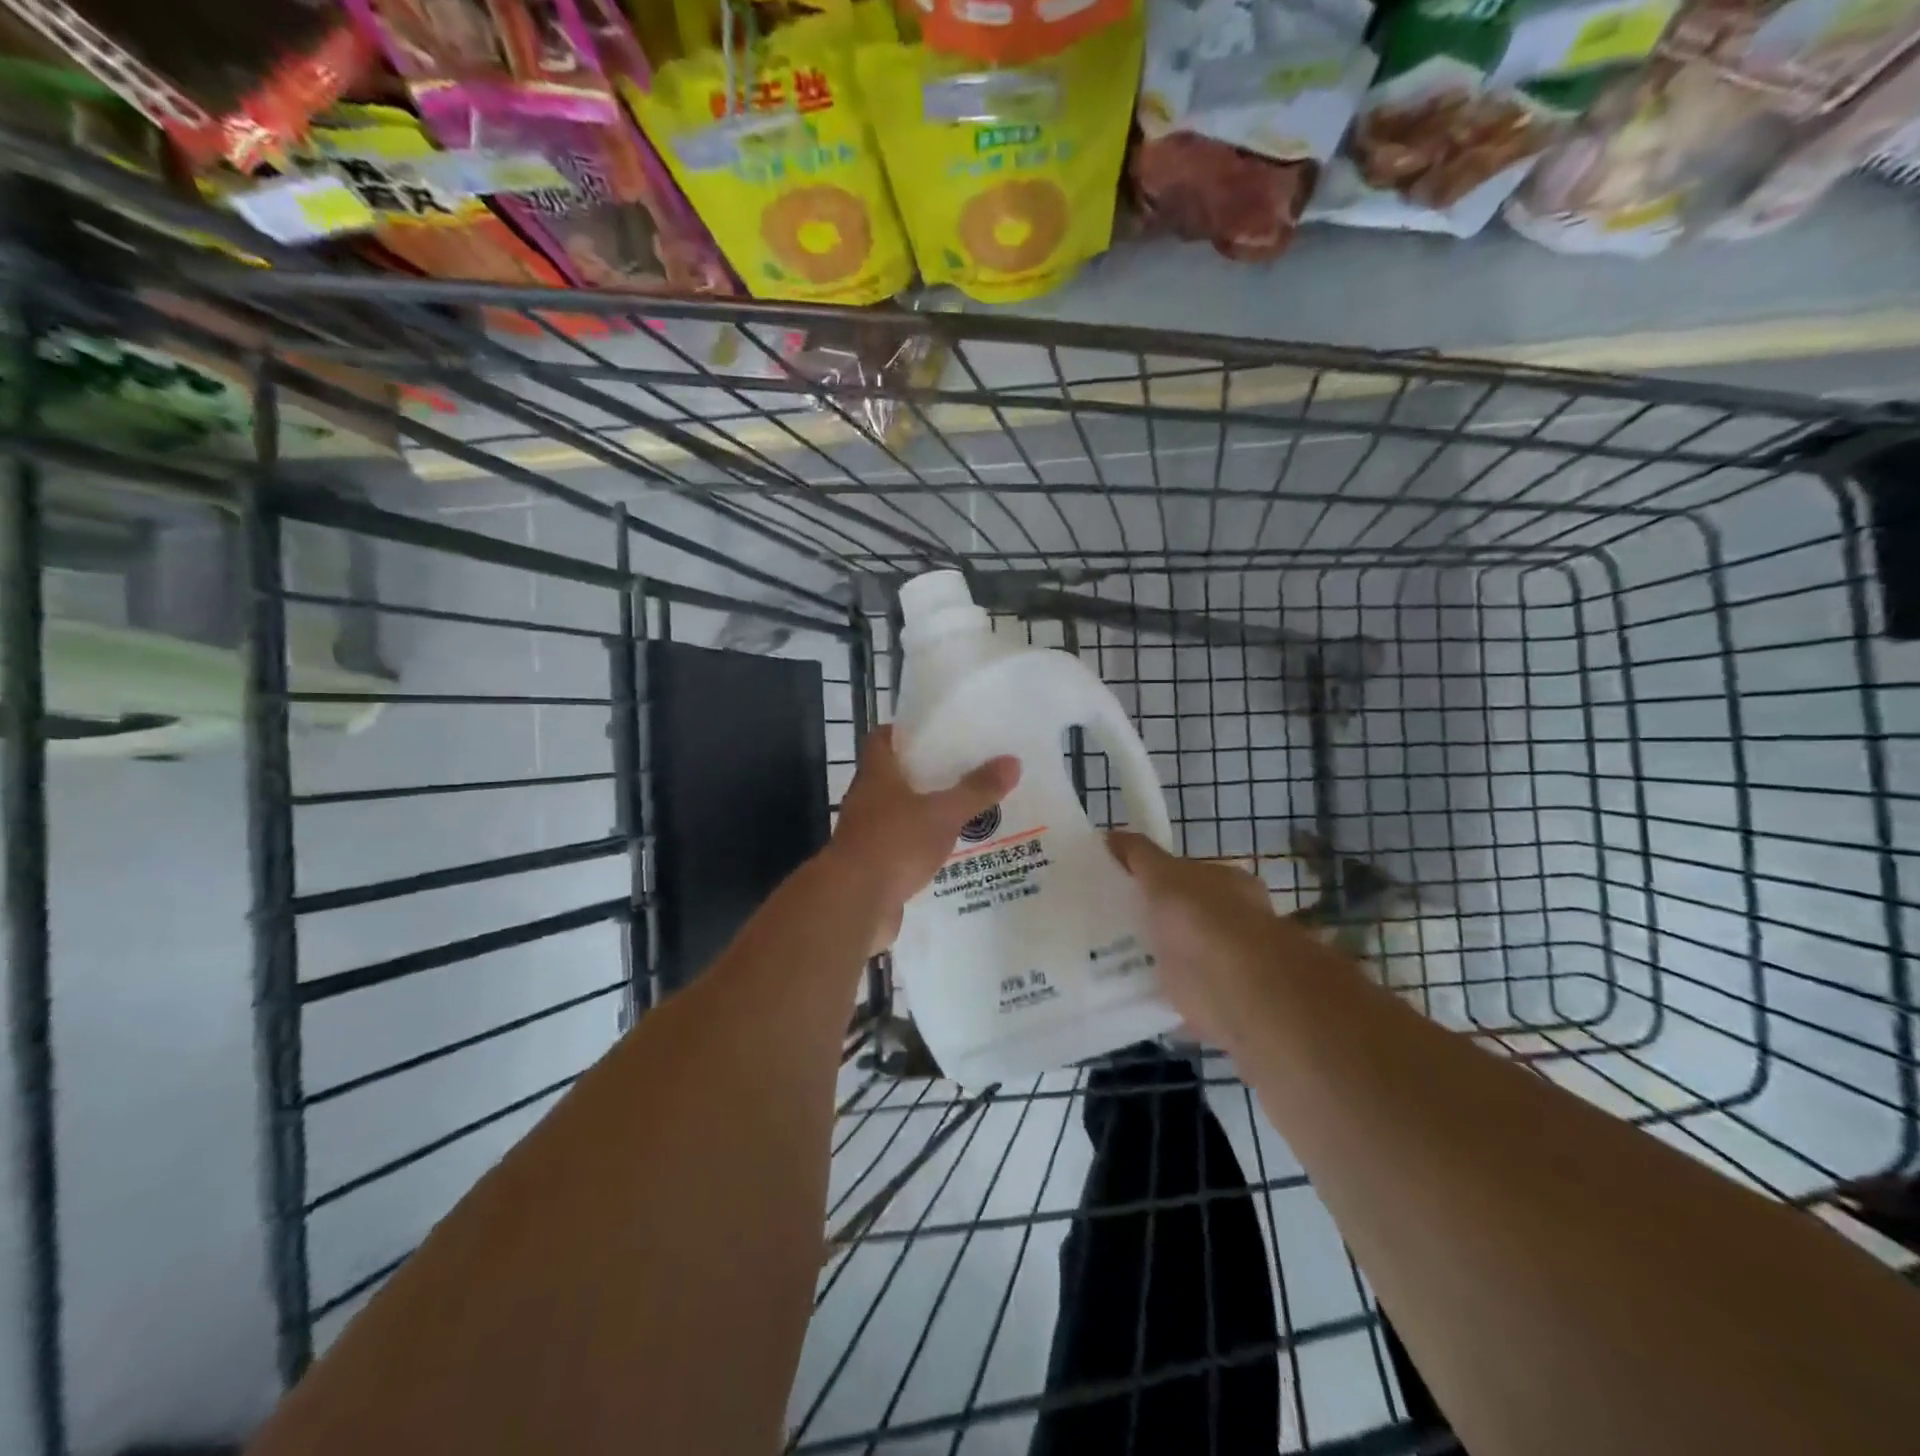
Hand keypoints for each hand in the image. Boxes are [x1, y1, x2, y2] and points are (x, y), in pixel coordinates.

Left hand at [830, 726, 1019, 934]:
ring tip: (965, 809)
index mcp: (876, 775)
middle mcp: (866, 800)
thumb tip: (1013, 761)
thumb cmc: (894, 844)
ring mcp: (867, 835)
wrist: (854, 904)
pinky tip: (951, 851)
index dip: (905, 732)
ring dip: (926, 812)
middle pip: (894, 777)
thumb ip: (977, 789)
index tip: (935, 731)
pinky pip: (902, 849)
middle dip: (926, 774)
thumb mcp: (943, 813)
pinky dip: (923, 847)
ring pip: (900, 814)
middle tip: (965, 770)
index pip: (882, 739)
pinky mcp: (874, 867)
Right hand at [1107, 831, 1288, 1047]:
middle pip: (1189, 913)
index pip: (1189, 873)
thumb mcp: (1162, 875)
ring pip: (1190, 954)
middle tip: (1112, 926)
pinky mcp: (1224, 1004)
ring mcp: (1234, 964)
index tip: (1123, 888)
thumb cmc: (1203, 921)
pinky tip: (1137, 996)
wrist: (1242, 992)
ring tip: (1117, 963)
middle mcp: (1237, 919)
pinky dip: (1168, 997)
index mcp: (1229, 883)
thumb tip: (1112, 833)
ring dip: (1164, 960)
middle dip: (1159, 919)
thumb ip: (1139, 856)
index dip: (1157, 877)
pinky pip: (1187, 995)